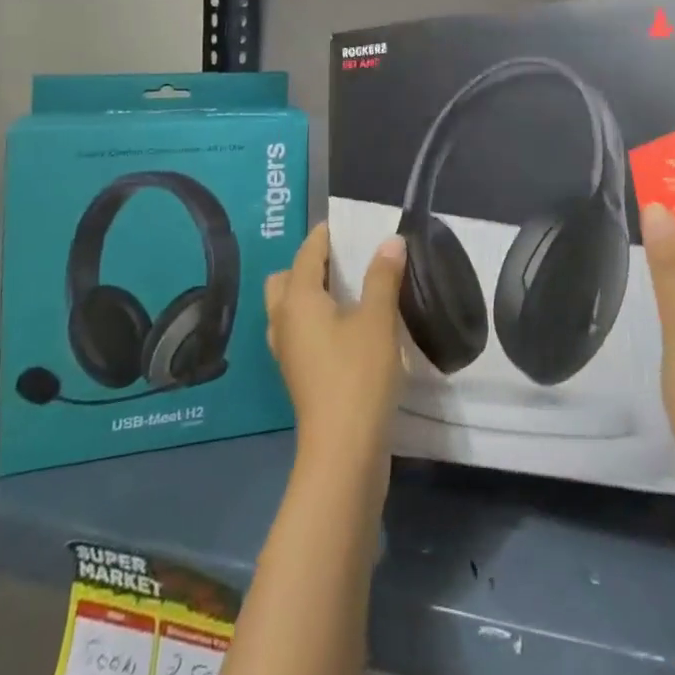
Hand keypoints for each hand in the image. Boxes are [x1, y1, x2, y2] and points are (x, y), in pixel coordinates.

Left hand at [264, 223, 407, 467]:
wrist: (344, 450)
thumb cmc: (358, 375)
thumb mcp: (377, 320)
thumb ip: (383, 276)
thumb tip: (390, 241)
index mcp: (298, 300)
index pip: (307, 254)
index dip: (324, 236)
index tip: (345, 224)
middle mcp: (284, 321)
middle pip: (286, 280)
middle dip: (309, 264)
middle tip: (344, 260)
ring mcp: (288, 352)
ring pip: (289, 308)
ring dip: (310, 293)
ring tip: (347, 290)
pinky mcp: (299, 375)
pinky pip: (299, 331)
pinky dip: (315, 319)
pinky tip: (346, 326)